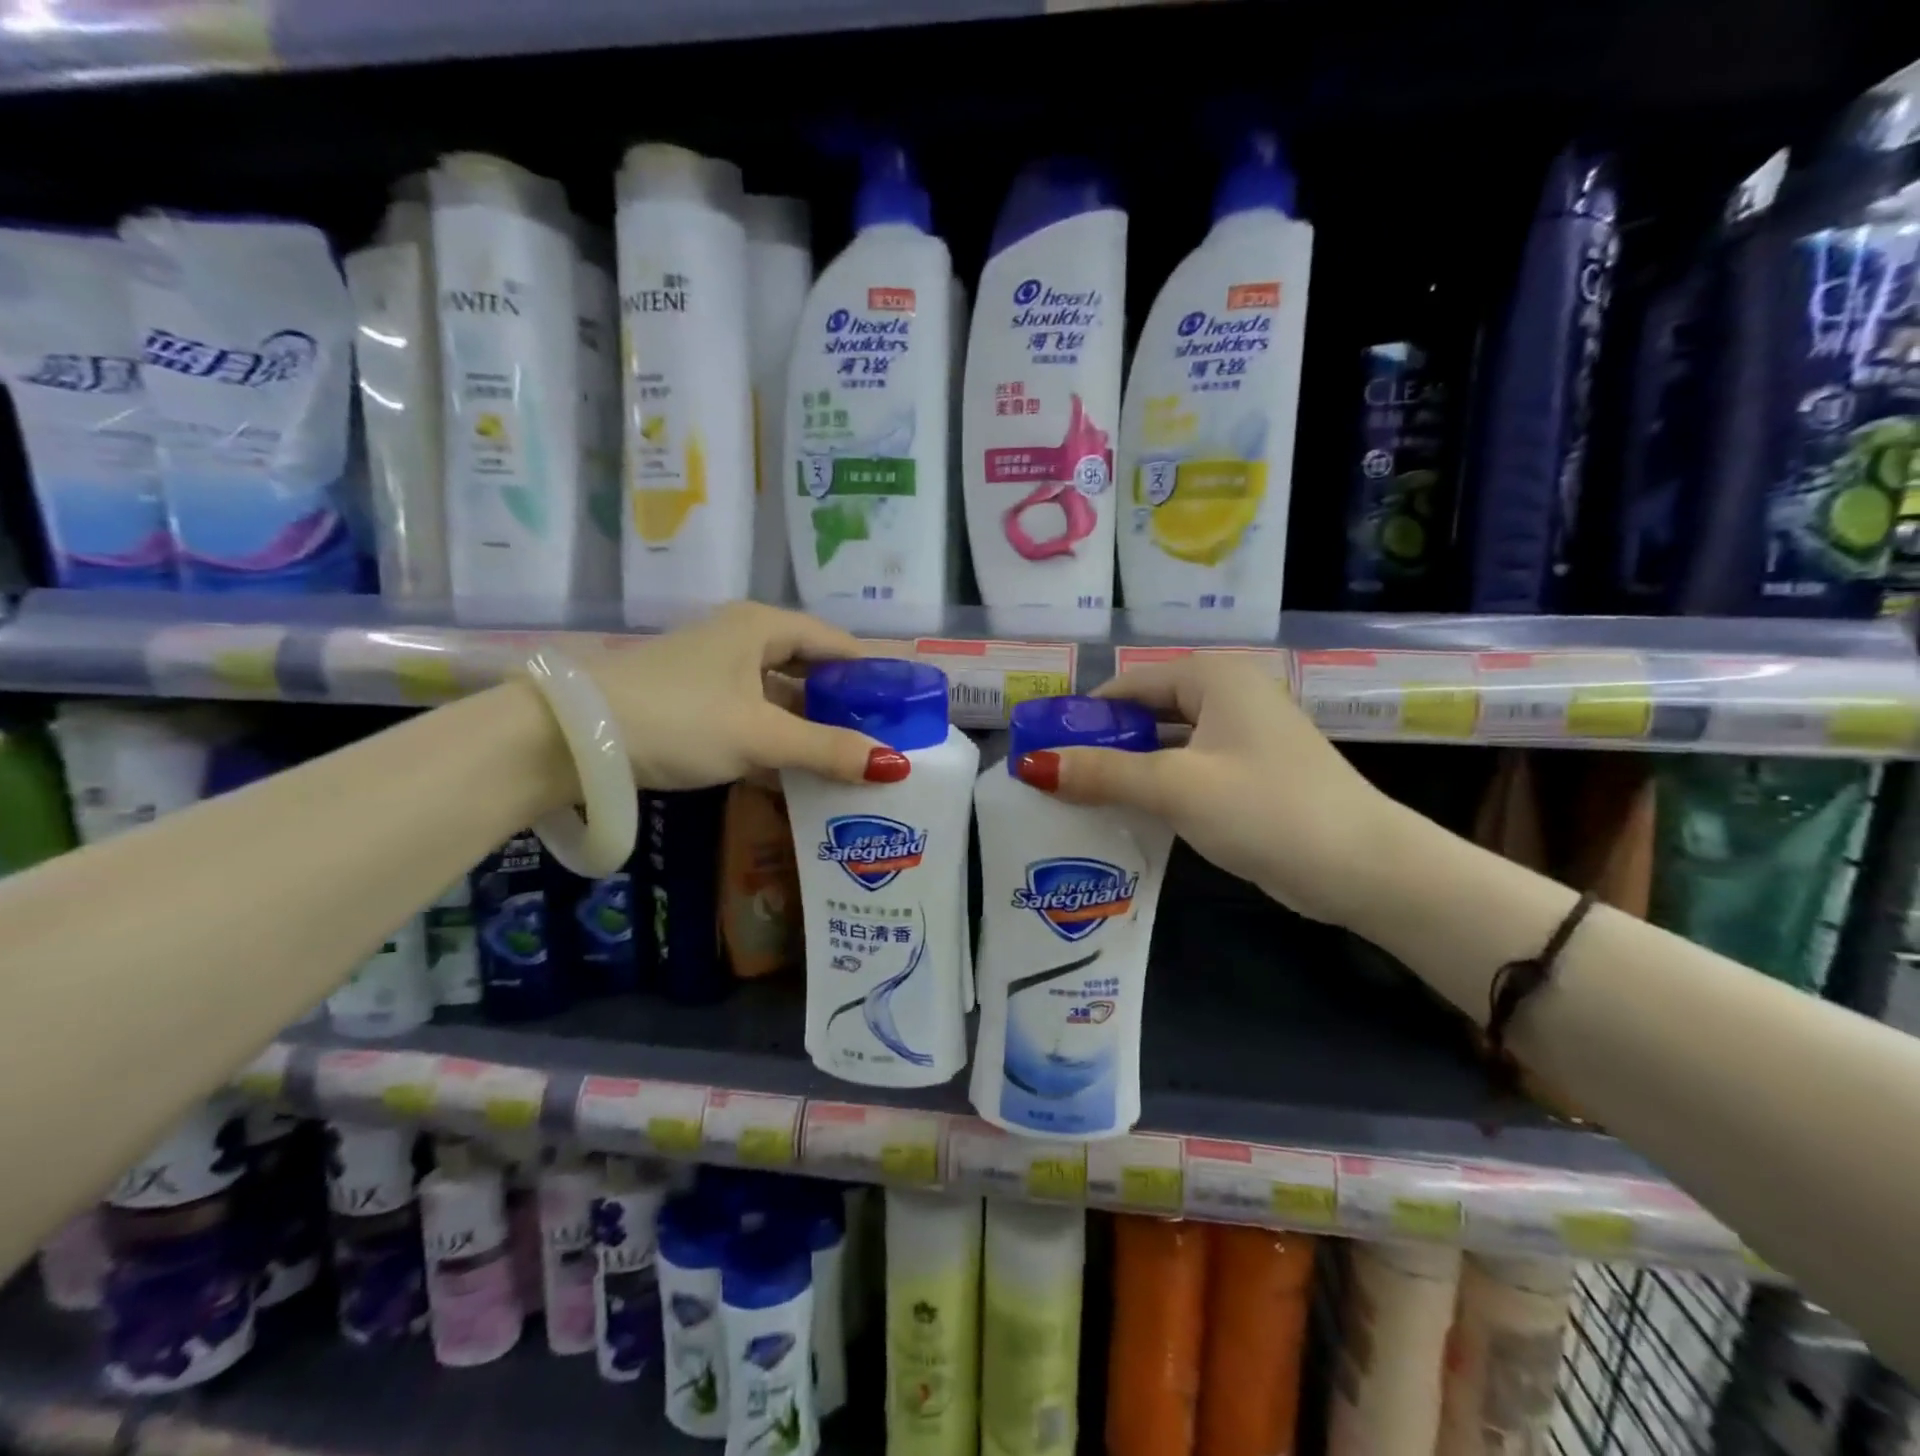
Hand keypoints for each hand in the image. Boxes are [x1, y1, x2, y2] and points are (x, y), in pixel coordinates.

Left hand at [577, 603, 906, 790]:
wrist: (570, 738)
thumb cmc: (678, 718)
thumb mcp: (760, 735)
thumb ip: (828, 750)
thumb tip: (895, 767)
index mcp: (762, 627)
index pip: (837, 644)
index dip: (874, 675)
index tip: (907, 709)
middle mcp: (742, 641)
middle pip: (811, 671)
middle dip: (847, 706)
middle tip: (886, 742)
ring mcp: (717, 675)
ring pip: (782, 699)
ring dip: (813, 729)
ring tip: (854, 763)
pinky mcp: (697, 707)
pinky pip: (756, 720)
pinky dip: (780, 743)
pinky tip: (802, 774)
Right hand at [1014, 654, 1400, 925]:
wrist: (1364, 867)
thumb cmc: (1266, 809)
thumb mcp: (1175, 787)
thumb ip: (1103, 773)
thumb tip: (1032, 765)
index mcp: (1213, 677)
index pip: (1128, 686)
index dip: (1082, 716)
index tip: (1041, 749)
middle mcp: (1228, 695)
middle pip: (1146, 713)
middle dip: (1102, 745)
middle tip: (1053, 780)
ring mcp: (1242, 737)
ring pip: (1165, 745)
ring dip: (1127, 770)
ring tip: (1076, 800)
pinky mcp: (1249, 775)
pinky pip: (1187, 770)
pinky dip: (1156, 787)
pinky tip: (1125, 815)